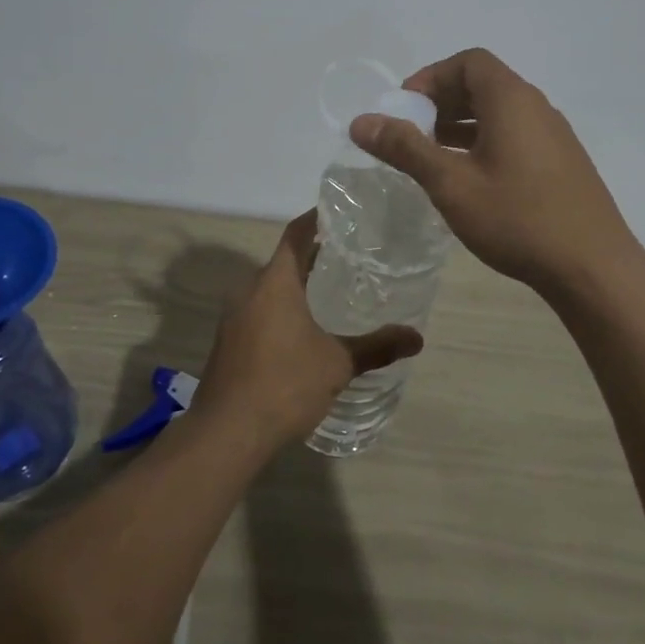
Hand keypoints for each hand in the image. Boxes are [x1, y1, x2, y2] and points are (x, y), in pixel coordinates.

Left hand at [190, 212, 422, 448]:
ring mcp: (234, 317)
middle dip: (312, 256)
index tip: (336, 211)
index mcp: (275, 283)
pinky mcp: (229, 342)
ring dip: (296, 286)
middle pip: (283, 261)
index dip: (315, 219)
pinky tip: (303, 330)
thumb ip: (376, 347)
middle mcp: (249, 291)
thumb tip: (417, 338)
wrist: (226, 432)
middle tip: (347, 256)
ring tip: (330, 291)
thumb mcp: (337, 364)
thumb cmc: (285, 384)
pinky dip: (282, 309)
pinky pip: (259, 311)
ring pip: (269, 289)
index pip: (295, 234)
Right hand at [350, 48, 641, 296]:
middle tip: (412, 132)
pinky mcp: (562, 162)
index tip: (405, 107)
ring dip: (462, 123)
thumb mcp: (451, 184)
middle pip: (484, 83)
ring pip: (500, 112)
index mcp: (511, 100)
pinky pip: (516, 134)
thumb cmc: (517, 219)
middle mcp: (536, 107)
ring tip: (432, 155)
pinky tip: (469, 178)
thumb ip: (405, 148)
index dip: (432, 76)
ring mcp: (554, 135)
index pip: (469, 61)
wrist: (593, 267)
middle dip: (442, 101)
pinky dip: (485, 141)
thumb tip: (361, 121)